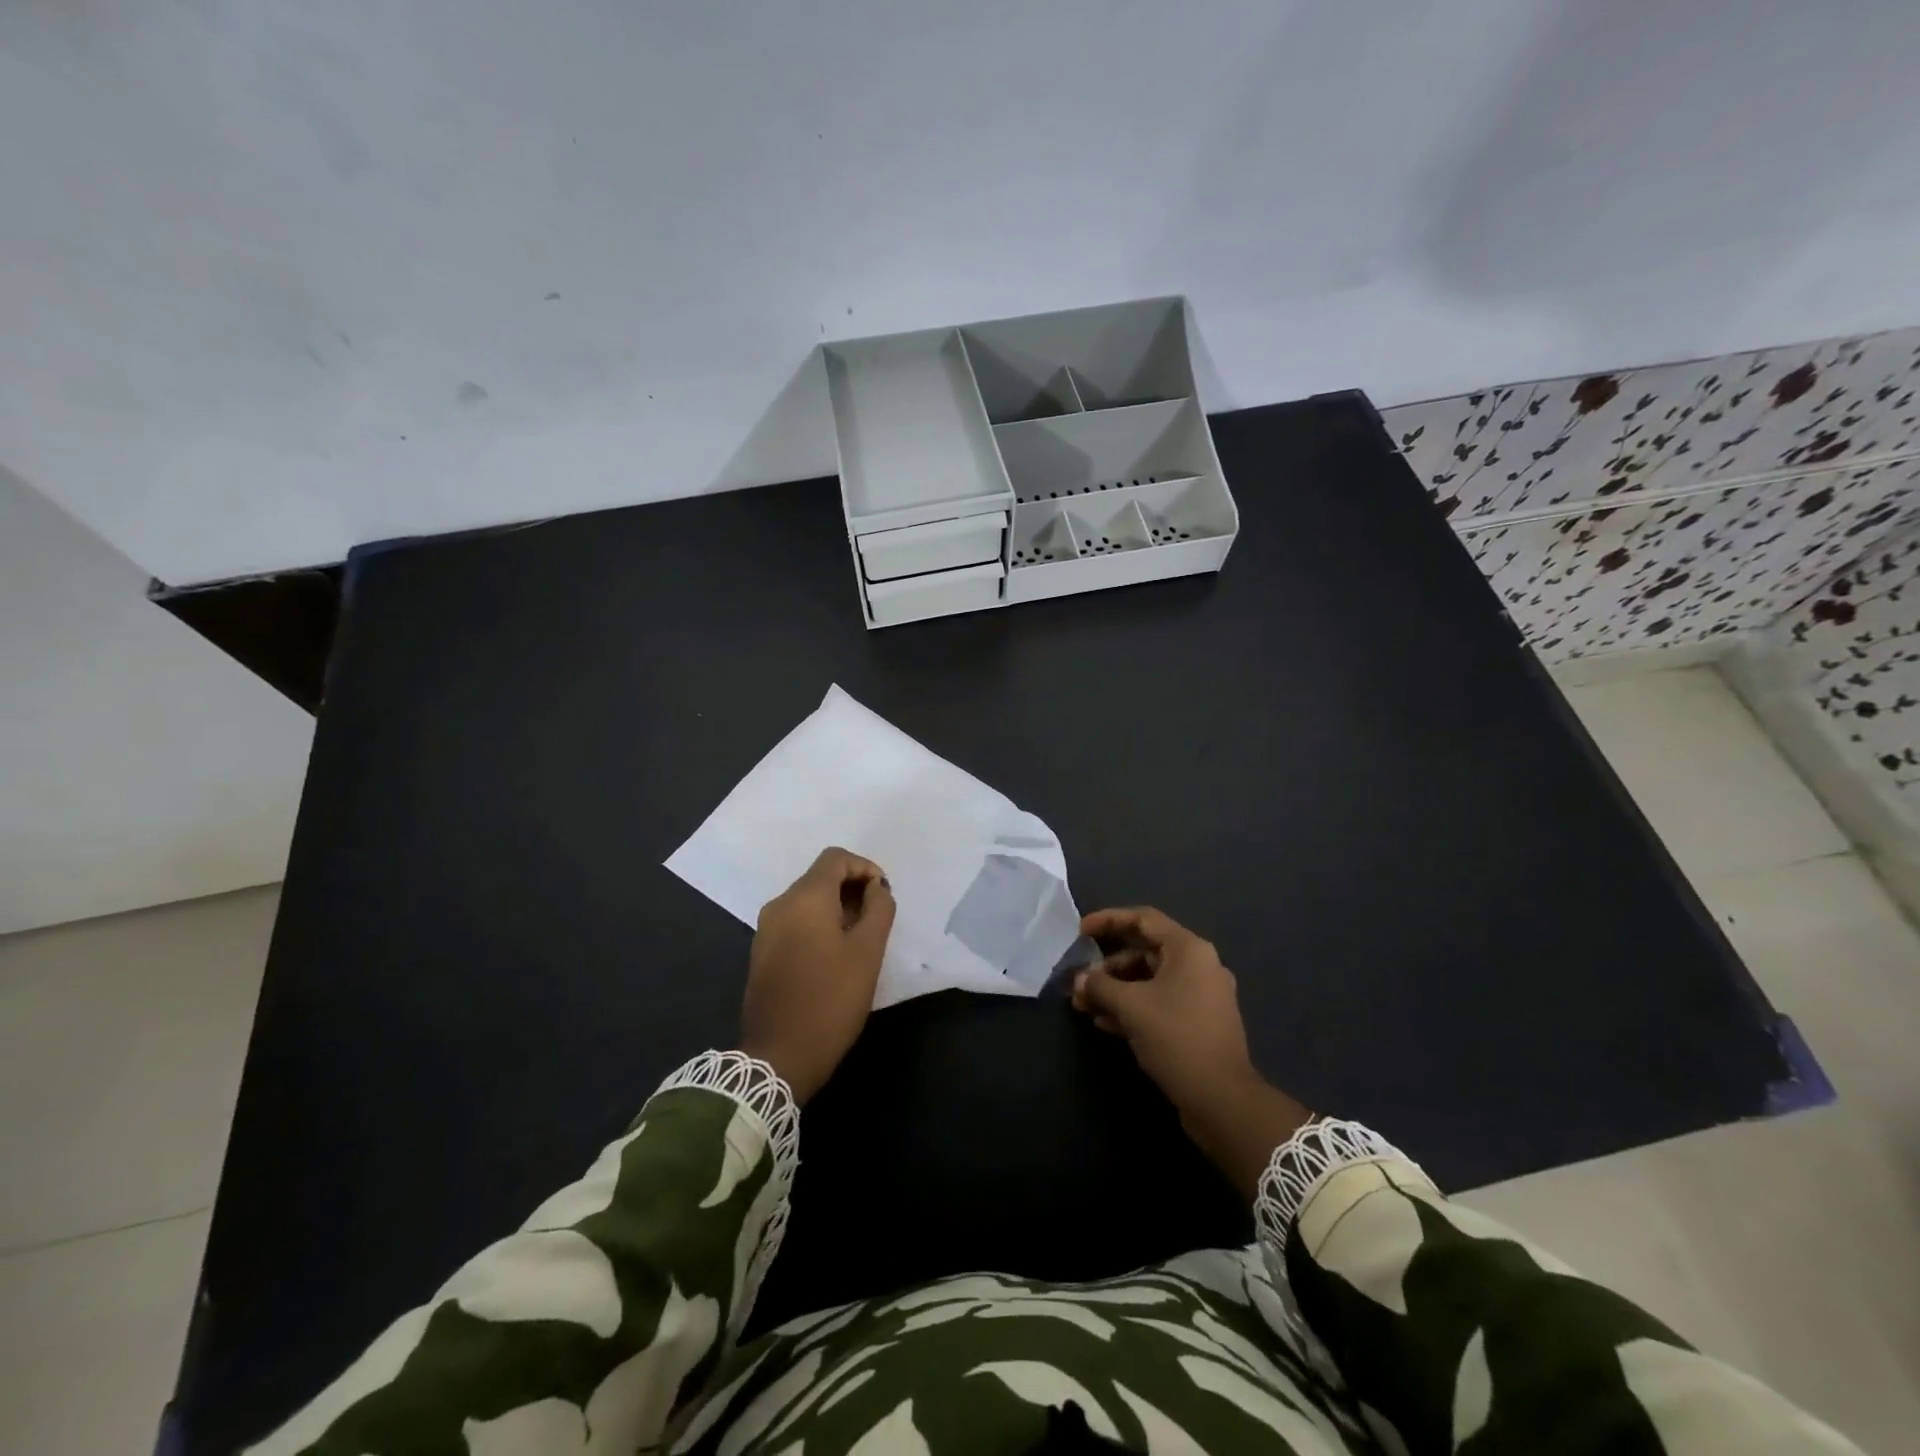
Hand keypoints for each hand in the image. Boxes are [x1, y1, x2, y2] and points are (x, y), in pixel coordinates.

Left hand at [742, 847, 895, 1103]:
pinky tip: (835, 955)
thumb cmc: (831, 999)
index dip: (865, 868)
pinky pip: (795, 922)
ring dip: (837, 908)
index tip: (884, 895)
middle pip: (819, 877)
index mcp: (804, 898)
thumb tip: (876, 889)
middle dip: (852, 889)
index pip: (836, 858)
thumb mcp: (868, 952)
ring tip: (861, 938)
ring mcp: (766, 930)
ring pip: (807, 901)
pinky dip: (818, 925)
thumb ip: (879, 910)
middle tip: (878, 919)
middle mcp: (779, 905)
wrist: (779, 1056)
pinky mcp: (762, 952)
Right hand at [1072, 906, 1308, 1198]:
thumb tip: (1079, 980)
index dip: (1109, 920)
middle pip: (1145, 951)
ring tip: (1084, 1006)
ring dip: (1116, 990)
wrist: (1222, 1100)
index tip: (1081, 931)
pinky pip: (1159, 1003)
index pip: (1143, 919)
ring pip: (1150, 981)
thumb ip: (1100, 986)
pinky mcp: (1198, 1024)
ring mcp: (1201, 997)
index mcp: (1189, 950)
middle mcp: (1199, 966)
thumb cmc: (1177, 1038)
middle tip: (1080, 982)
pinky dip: (1132, 1008)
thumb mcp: (1131, 1007)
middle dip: (1107, 966)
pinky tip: (1105, 1024)